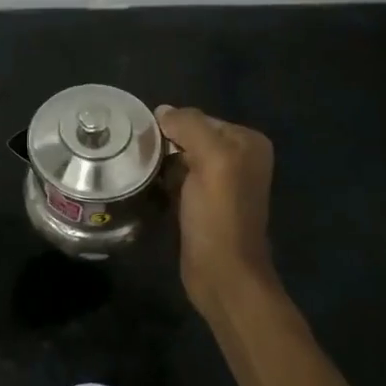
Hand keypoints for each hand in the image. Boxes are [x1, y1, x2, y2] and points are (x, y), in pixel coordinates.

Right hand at [156, 105, 276, 312]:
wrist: (223, 274)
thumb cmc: (220, 214)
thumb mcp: (211, 159)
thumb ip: (189, 126)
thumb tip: (162, 111)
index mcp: (248, 143)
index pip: (200, 118)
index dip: (173, 126)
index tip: (147, 139)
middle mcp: (240, 158)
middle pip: (191, 137)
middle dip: (166, 143)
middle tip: (137, 153)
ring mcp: (222, 183)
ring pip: (182, 158)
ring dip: (161, 162)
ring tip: (138, 168)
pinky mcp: (205, 204)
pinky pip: (179, 179)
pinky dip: (164, 180)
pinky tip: (148, 186)